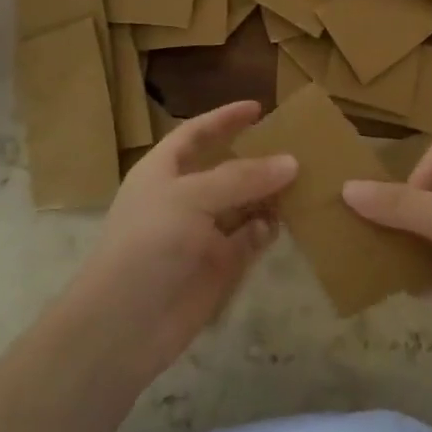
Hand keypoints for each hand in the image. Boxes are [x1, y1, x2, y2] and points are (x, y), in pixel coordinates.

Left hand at [64, 100, 296, 379]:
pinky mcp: (218, 265)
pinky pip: (250, 238)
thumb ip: (241, 178)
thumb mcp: (191, 198)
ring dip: (270, 193)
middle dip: (258, 158)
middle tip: (299, 147)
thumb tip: (291, 162)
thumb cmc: (148, 245)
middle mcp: (184, 197)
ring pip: (244, 204)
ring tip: (306, 180)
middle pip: (226, 168)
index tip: (258, 107)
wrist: (124, 324)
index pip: (196, 134)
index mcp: (163, 171)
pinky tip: (289, 220)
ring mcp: (202, 233)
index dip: (224, 119)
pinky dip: (268, 228)